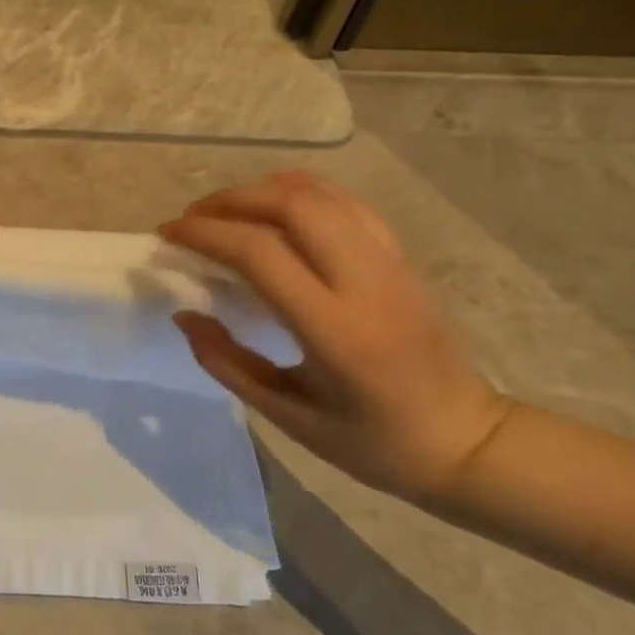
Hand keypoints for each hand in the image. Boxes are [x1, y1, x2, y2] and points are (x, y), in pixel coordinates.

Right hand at [159, 172, 508, 503]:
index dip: (205, 233)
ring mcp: (390, 263)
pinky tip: (273, 210)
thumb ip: (227, 362)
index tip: (168, 235)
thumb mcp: (287, 416)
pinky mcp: (402, 258)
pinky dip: (300, 194)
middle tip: (192, 219)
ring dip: (263, 191)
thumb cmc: (371, 443)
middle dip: (230, 200)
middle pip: (292, 204)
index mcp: (335, 329)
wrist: (466, 441)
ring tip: (224, 211)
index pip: (260, 253)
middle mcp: (366, 282)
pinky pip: (346, 204)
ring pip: (322, 194)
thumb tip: (184, 315)